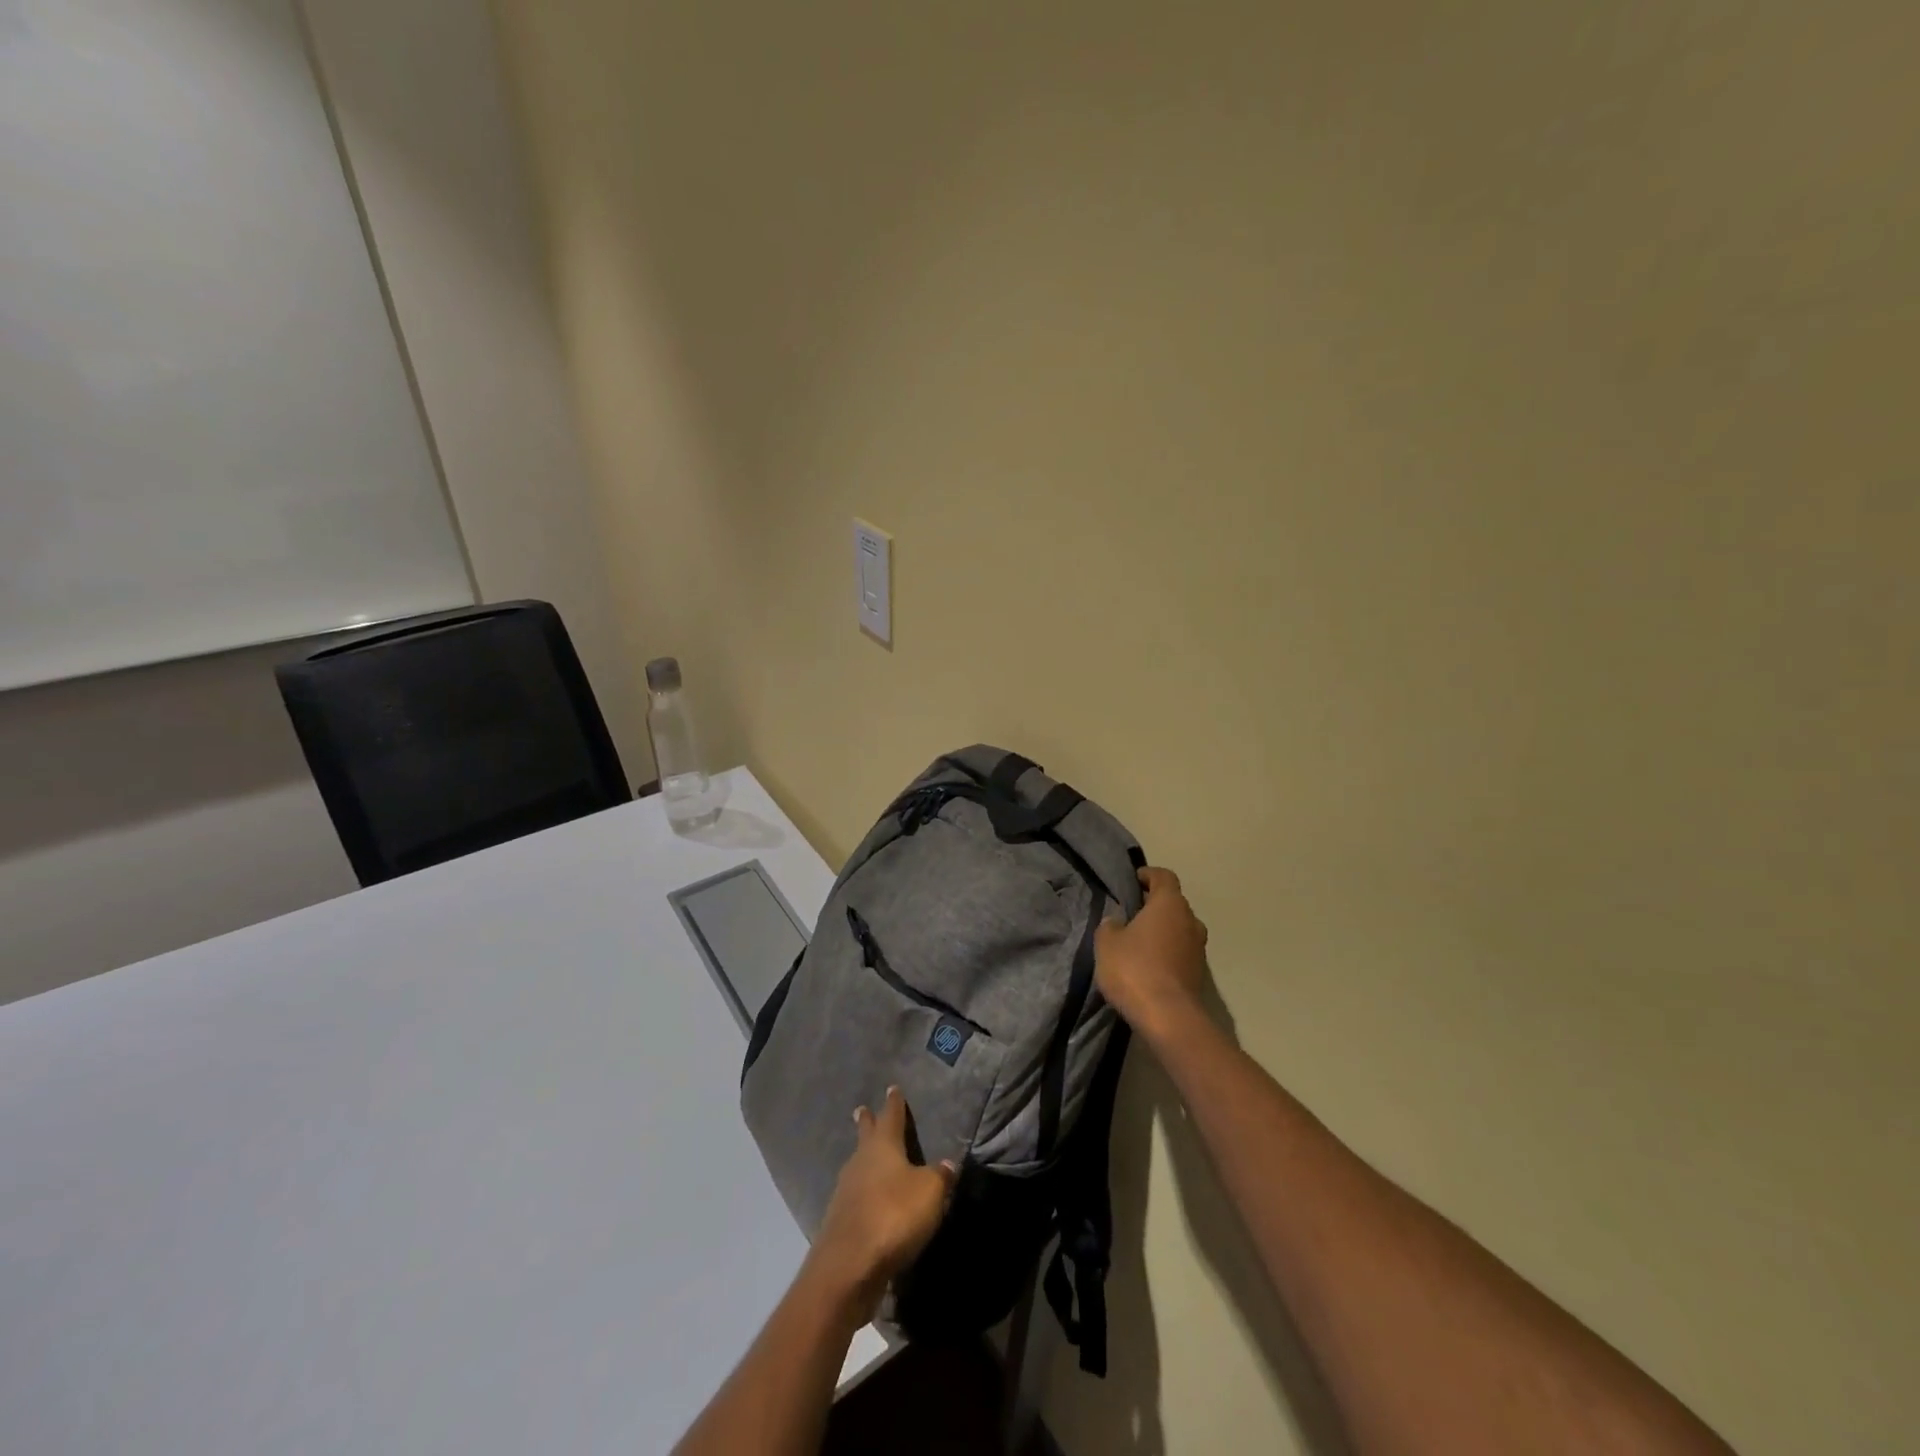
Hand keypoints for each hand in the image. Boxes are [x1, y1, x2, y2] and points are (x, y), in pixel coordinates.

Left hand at [810, 1086, 957, 1320]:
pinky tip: (869, 1198)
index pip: (891, 1116)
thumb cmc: (893, 1215)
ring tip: (868, 1155)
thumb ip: (939, 1176)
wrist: (849, 1265)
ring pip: (858, 1164)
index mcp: (883, 1146)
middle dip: (867, 1122)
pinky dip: (863, 1190)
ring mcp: (846, 1190)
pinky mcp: (840, 1220)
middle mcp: (861, 1161)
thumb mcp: (929, 1193)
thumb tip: (948, 1163)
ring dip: (863, 1157)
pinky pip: (855, 1194)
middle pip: (865, 1135)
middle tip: (862, 1109)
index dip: (894, 1103)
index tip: (892, 1087)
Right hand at [1095, 866, 1209, 1040]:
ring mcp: (1198, 948)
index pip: (1163, 876)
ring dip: (1162, 930)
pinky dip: (1167, 951)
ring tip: (1137, 940)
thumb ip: (1110, 925)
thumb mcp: (1106, 942)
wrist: (1168, 1017)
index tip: (1133, 881)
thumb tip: (1117, 921)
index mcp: (1169, 904)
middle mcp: (1190, 920)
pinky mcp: (1199, 973)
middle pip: (1173, 903)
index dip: (1148, 875)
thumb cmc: (1134, 969)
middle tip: (1130, 912)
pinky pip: (1181, 951)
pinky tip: (1147, 964)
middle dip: (1154, 905)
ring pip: (1179, 928)